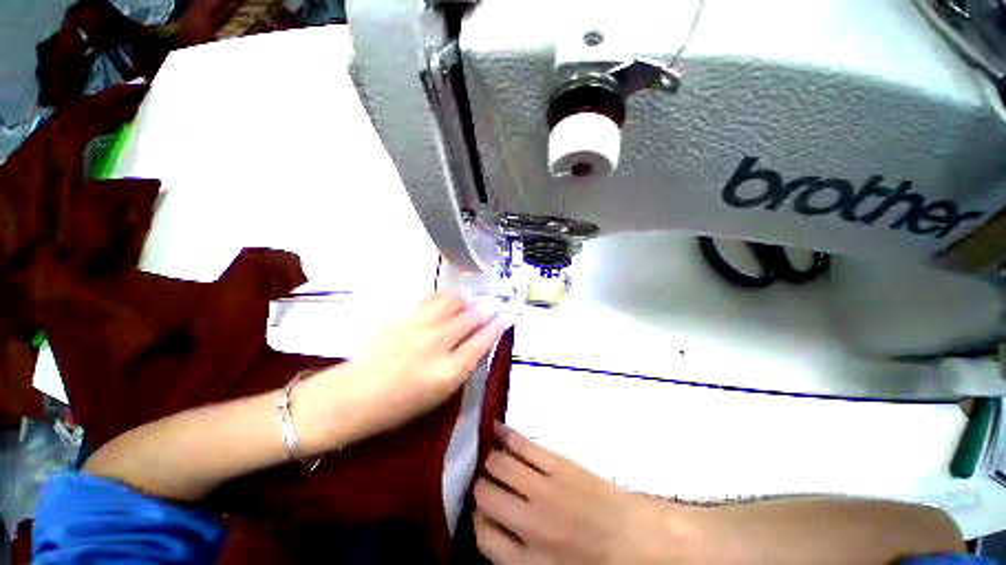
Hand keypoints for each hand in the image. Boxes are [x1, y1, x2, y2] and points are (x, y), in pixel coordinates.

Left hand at [298, 290, 509, 450]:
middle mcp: (438, 343)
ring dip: (467, 298)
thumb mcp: (441, 394)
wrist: (358, 394)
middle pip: (471, 318)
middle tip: (494, 303)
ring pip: (453, 302)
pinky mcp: (404, 316)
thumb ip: (463, 367)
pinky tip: (449, 296)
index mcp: (449, 370)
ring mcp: (420, 326)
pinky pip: (431, 298)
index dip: (498, 326)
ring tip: (473, 297)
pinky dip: (445, 295)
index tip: (506, 317)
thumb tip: (479, 343)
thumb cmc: (402, 404)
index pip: (483, 341)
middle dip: (487, 308)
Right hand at [474, 423, 682, 564]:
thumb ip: (516, 558)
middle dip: (482, 488)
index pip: (482, 535)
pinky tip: (497, 429)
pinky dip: (505, 435)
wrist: (642, 542)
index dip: (478, 520)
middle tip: (490, 484)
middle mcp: (530, 524)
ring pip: (498, 464)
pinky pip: (523, 444)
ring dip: (491, 460)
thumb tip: (492, 528)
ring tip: (494, 460)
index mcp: (528, 562)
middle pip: (485, 495)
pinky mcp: (560, 464)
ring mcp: (545, 488)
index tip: (484, 512)